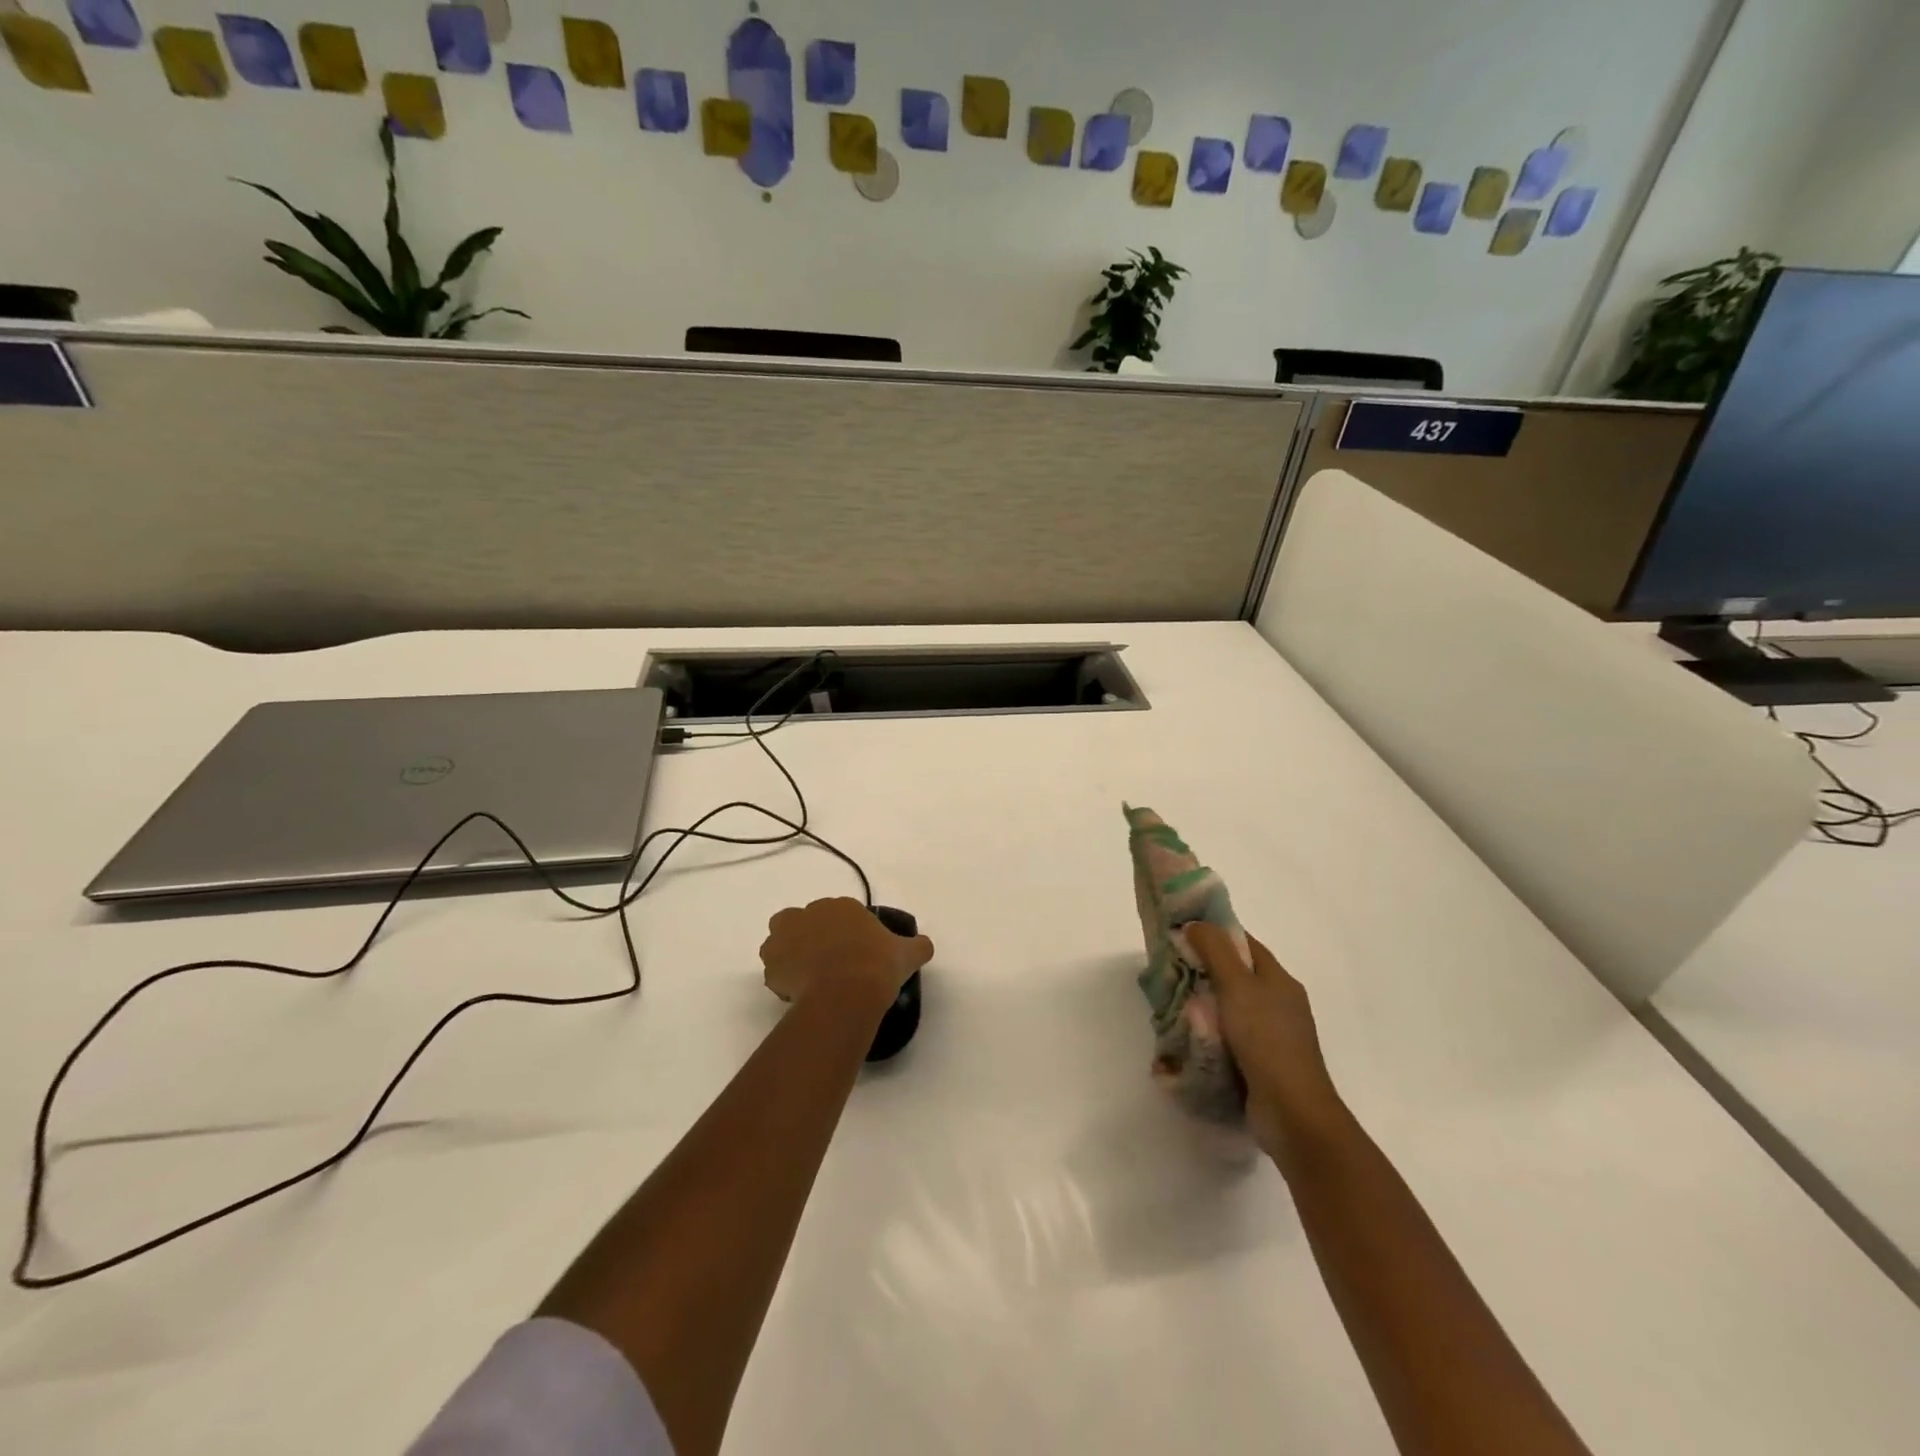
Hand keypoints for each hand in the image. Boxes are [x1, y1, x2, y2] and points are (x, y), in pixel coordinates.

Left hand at [759, 898, 933, 1012]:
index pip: (840, 913)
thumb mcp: (906, 955)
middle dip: (812, 937)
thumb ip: (917, 946)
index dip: (845, 933)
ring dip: (789, 951)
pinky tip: (796, 993)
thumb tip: (925, 945)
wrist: (847, 992)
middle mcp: (811, 913)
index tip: (854, 953)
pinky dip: (781, 977)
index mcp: (843, 906)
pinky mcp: (772, 962)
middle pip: (805, 920)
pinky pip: (773, 967)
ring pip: (781, 938)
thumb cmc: (877, 966)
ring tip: (806, 976)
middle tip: (827, 964)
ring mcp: (787, 936)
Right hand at [1187, 922, 1343, 1157]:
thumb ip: (1215, 950)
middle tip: (1168, 971)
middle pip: (1235, 975)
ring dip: (1201, 1006)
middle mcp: (1278, 1003)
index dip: (1215, 933)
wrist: (1292, 1114)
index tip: (1181, 932)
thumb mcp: (1238, 986)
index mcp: (1279, 980)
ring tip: (1168, 1007)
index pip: (1245, 943)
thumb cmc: (1266, 1041)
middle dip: (1201, 971)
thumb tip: (1194, 924)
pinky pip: (1228, 1038)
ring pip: (1228, 1008)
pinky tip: (1184, 1039)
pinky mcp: (1259, 1064)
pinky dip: (1207, 1035)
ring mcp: (1270, 1036)